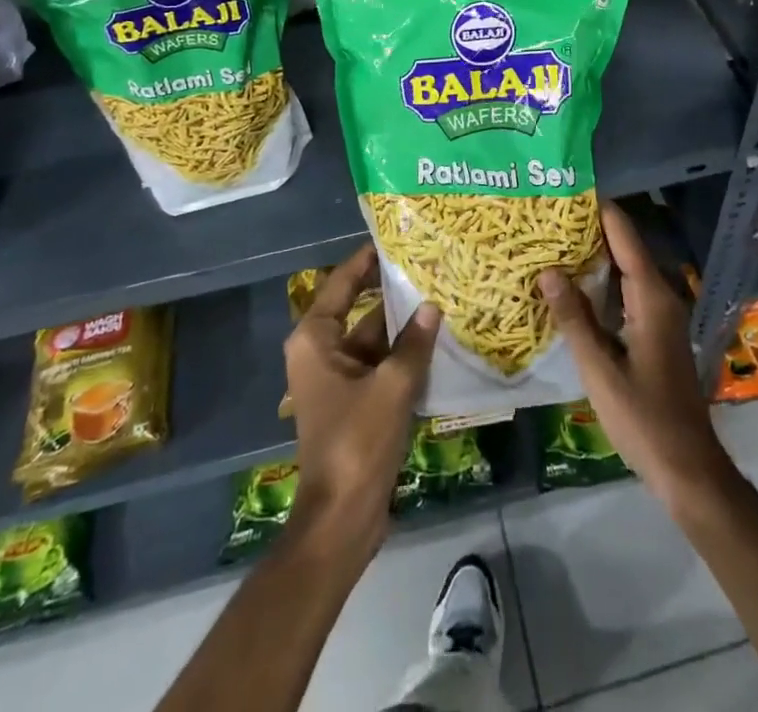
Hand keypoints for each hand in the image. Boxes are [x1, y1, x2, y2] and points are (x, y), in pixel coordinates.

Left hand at [283, 244, 439, 560]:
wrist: (341, 518)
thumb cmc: (357, 442)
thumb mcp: (392, 386)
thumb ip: (414, 343)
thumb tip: (433, 306)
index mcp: (315, 339)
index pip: (342, 282)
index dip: (366, 259)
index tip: (395, 237)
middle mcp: (321, 352)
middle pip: (359, 308)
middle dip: (393, 291)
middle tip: (429, 265)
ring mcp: (337, 378)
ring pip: (374, 338)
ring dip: (403, 325)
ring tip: (442, 296)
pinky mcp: (354, 401)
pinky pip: (380, 364)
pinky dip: (403, 353)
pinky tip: (437, 341)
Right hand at [540, 202, 735, 516]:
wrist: (688, 466)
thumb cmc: (643, 418)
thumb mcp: (599, 370)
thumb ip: (574, 318)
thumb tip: (548, 270)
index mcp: (651, 297)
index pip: (624, 235)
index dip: (599, 209)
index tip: (568, 187)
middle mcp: (661, 296)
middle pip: (626, 247)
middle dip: (591, 228)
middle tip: (549, 214)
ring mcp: (662, 314)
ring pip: (627, 269)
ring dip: (595, 254)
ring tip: (555, 239)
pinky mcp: (657, 331)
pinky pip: (629, 290)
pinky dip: (603, 279)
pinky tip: (575, 284)